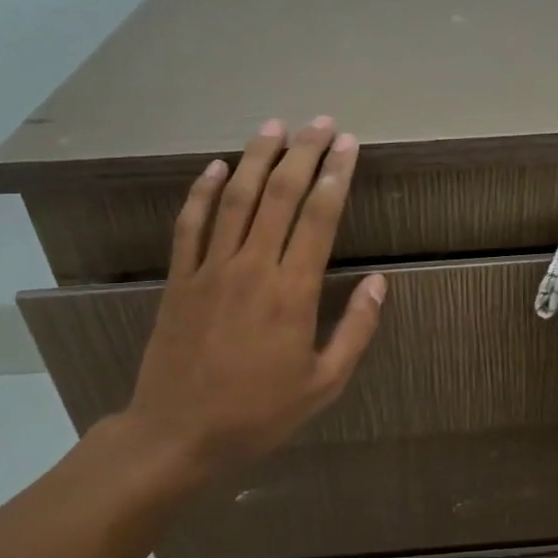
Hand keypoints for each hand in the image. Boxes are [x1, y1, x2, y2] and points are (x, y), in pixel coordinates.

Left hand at [102, 116, 385, 499]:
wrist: (178, 434)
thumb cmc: (259, 414)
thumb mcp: (324, 384)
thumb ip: (356, 330)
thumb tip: (379, 283)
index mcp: (293, 292)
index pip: (320, 218)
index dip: (336, 176)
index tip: (348, 145)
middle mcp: (252, 268)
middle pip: (280, 196)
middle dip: (303, 153)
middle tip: (321, 123)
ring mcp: (210, 270)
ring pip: (236, 199)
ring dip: (257, 158)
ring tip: (275, 126)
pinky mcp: (180, 279)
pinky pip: (191, 225)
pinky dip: (202, 192)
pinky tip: (215, 166)